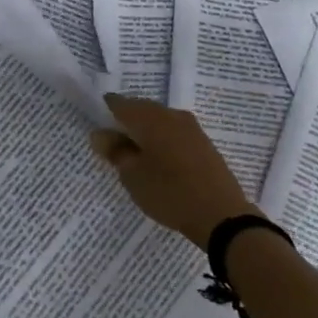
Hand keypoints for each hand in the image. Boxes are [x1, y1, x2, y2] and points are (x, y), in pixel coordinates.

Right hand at [89, 95, 255, 248]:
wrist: (220, 213)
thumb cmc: (168, 192)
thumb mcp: (132, 175)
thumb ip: (115, 151)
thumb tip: (100, 133)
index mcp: (149, 117)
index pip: (119, 103)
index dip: (104, 112)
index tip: (96, 128)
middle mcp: (170, 114)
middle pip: (140, 110)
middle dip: (125, 123)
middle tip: (112, 146)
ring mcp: (191, 127)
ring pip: (159, 121)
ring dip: (144, 133)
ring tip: (134, 157)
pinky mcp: (203, 142)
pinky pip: (174, 133)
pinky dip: (161, 141)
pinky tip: (158, 162)